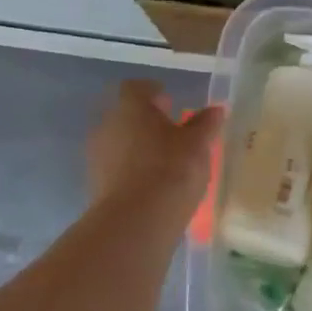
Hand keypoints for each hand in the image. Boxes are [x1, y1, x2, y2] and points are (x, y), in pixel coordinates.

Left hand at [87, 80, 225, 217]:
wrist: (136, 222)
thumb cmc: (171, 168)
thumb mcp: (198, 144)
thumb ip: (205, 124)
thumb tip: (216, 109)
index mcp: (130, 107)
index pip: (136, 88)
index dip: (153, 93)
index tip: (170, 103)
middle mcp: (108, 125)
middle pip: (126, 115)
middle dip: (146, 121)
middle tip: (171, 132)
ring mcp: (97, 156)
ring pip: (119, 142)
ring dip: (138, 146)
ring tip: (164, 161)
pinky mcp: (95, 184)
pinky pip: (116, 168)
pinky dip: (131, 170)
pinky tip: (151, 183)